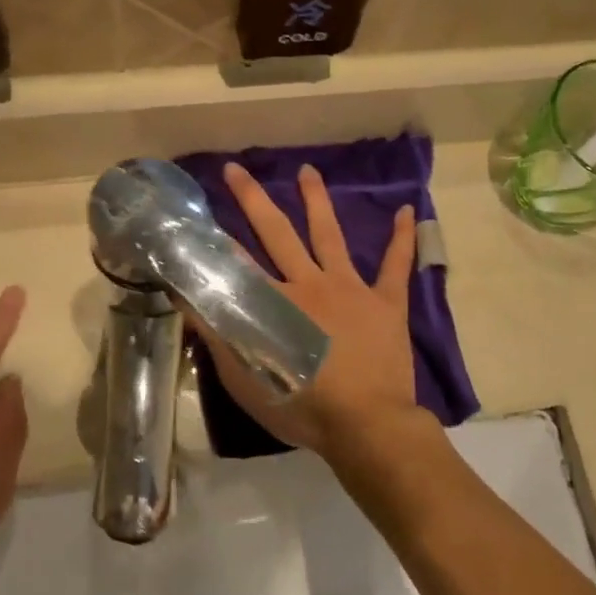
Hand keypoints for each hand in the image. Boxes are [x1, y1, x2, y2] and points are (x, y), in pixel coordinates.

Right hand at [196, 163, 441, 459]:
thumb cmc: (302, 407)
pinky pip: (395, 265)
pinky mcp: (385, 302)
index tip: (199, 212)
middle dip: (253, 200)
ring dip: (317, 201)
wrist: (366, 425)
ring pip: (329, 235)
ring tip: (307, 171)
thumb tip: (187, 301)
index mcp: (274, 303)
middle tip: (236, 169)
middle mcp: (309, 283)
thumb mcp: (245, 379)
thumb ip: (216, 337)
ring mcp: (350, 288)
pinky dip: (402, 239)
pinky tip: (408, 211)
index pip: (236, 262)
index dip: (215, 237)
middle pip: (276, 232)